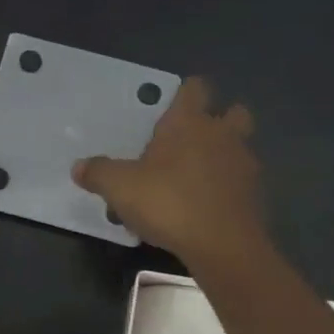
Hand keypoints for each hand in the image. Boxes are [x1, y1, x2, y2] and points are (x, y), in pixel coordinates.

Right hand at [73, 77, 264, 264]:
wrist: (222, 245)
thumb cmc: (169, 203)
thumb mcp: (120, 188)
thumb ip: (99, 173)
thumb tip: (78, 167)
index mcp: (189, 122)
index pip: (194, 88)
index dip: (184, 95)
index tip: (170, 111)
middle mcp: (222, 135)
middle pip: (233, 112)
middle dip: (218, 122)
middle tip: (191, 144)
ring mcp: (244, 165)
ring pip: (240, 149)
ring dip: (223, 158)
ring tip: (196, 181)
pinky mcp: (255, 196)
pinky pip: (241, 184)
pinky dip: (227, 191)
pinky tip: (206, 210)